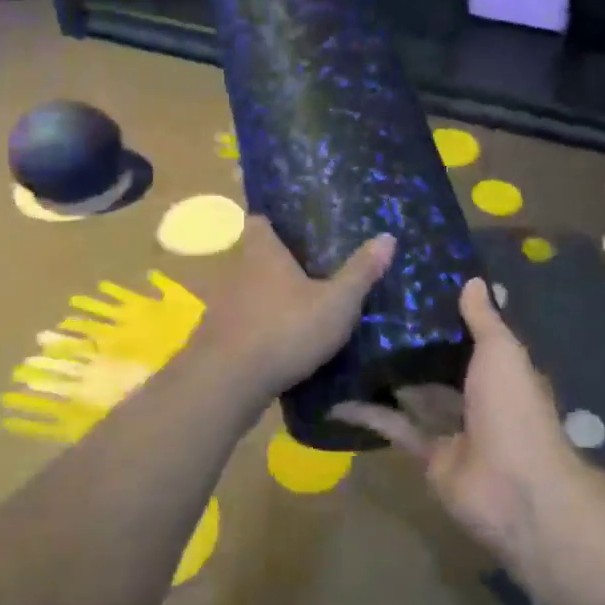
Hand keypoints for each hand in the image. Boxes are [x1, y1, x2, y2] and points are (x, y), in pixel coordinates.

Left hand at [195, 216, 394, 399]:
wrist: (227, 383)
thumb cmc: (285, 329)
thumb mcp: (336, 303)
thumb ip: (360, 272)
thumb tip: (388, 237)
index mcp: (262, 253)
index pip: (259, 222)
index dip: (274, 221)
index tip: (294, 228)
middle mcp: (236, 272)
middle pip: (254, 257)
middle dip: (277, 263)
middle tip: (310, 270)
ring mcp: (222, 307)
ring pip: (246, 292)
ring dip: (267, 299)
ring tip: (298, 309)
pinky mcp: (216, 340)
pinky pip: (241, 325)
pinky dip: (257, 329)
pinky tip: (279, 344)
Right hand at [331, 279, 580, 558]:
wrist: (515, 489)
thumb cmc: (513, 409)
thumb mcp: (501, 353)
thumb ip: (483, 319)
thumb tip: (472, 280)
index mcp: (501, 371)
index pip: (473, 337)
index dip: (448, 316)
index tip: (414, 290)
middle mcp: (479, 397)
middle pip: (442, 366)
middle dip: (413, 345)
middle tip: (370, 314)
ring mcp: (454, 430)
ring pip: (417, 396)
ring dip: (389, 377)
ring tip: (349, 347)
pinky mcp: (430, 457)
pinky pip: (398, 429)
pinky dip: (371, 416)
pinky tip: (339, 399)